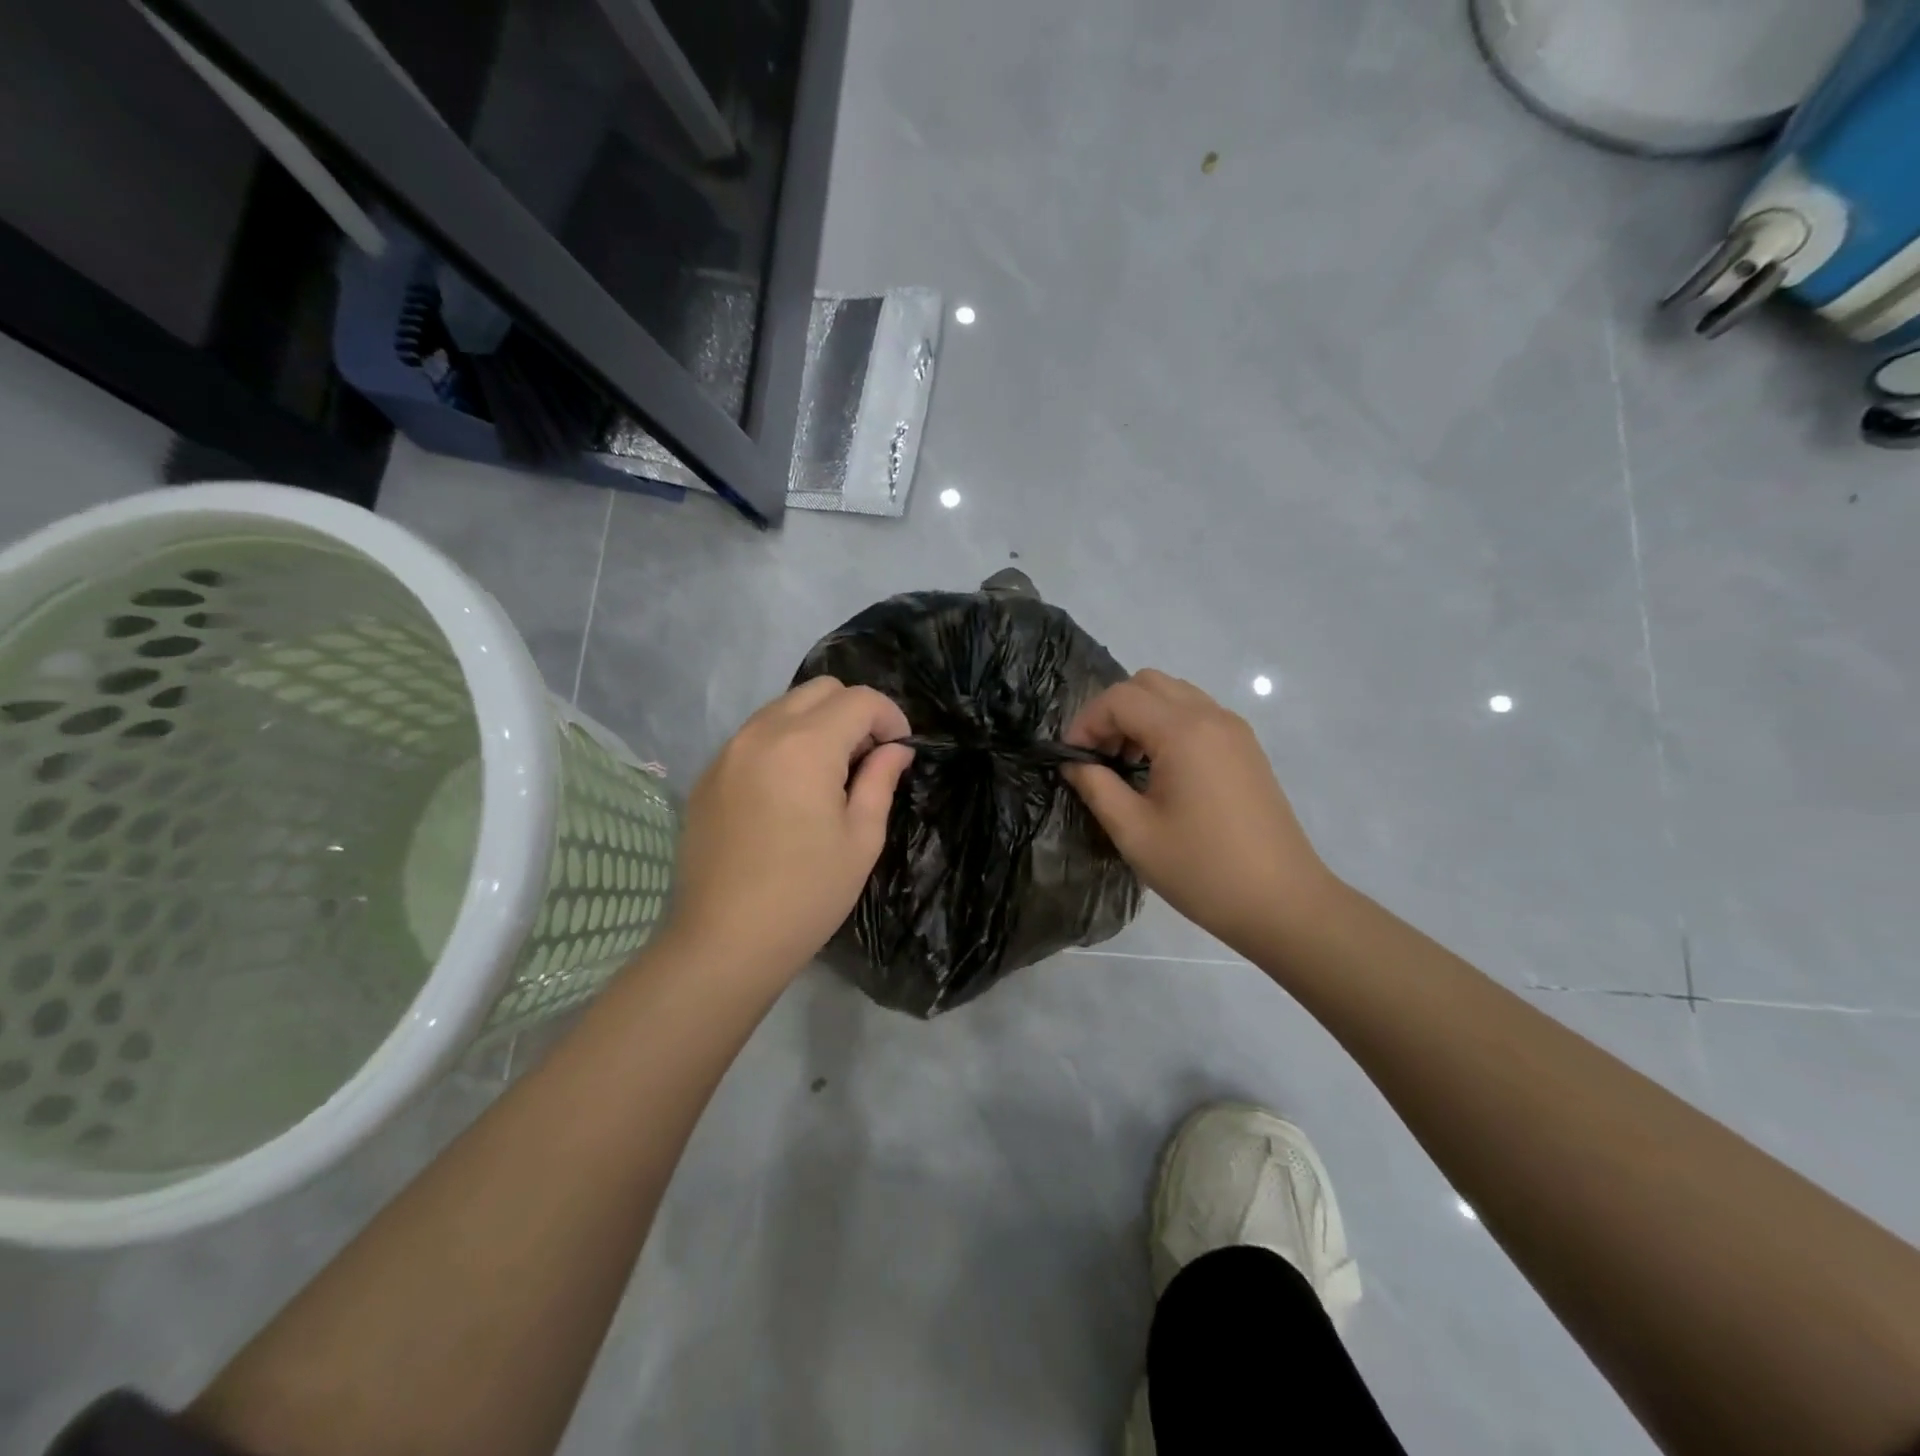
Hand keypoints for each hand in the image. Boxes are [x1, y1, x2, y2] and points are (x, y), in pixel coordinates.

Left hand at [662, 678, 912, 982]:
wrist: (724, 941)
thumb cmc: (806, 895)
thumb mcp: (861, 839)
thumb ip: (880, 780)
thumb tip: (896, 749)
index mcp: (805, 746)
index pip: (859, 700)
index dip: (890, 717)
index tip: (900, 751)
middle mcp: (762, 733)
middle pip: (819, 690)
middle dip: (854, 712)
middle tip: (866, 759)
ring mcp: (728, 751)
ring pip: (783, 707)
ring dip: (817, 724)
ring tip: (829, 774)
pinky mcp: (708, 775)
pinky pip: (755, 736)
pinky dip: (783, 743)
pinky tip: (789, 791)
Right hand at [1061, 670, 1335, 954]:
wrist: (1283, 902)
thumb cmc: (1201, 870)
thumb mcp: (1134, 832)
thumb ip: (1096, 787)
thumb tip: (1073, 762)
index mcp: (1183, 732)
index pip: (1119, 698)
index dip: (1085, 722)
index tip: (1071, 759)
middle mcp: (1211, 717)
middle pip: (1147, 684)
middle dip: (1112, 712)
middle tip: (1098, 757)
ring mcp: (1234, 730)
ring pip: (1173, 695)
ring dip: (1140, 716)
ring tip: (1126, 765)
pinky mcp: (1246, 748)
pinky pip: (1196, 714)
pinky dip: (1167, 726)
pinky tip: (1160, 771)